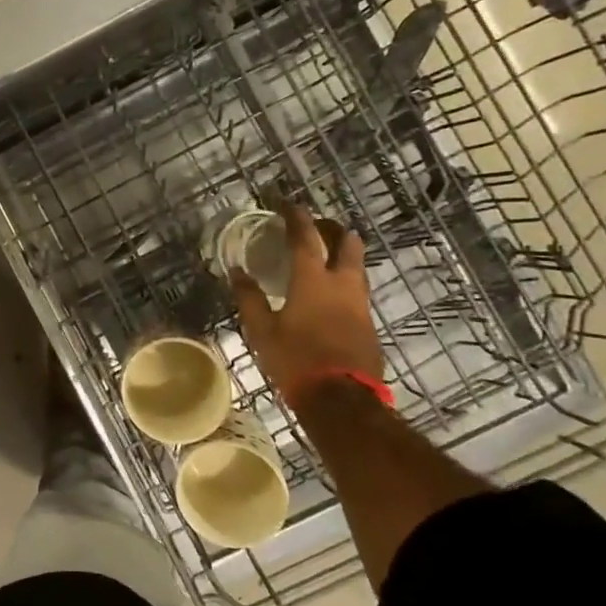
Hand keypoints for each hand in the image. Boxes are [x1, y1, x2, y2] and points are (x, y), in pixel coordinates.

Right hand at [233, 206, 383, 411]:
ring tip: (323, 256)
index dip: (295, 217)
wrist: (342, 401)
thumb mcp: (261, 331)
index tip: (286, 204)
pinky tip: (329, 293)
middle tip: (313, 226)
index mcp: (313, 280)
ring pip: (357, 266)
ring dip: (342, 253)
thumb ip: (249, 298)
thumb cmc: (296, 361)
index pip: (305, 237)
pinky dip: (344, 280)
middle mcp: (342, 284)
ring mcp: (361, 304)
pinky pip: (357, 290)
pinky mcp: (368, 324)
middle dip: (331, 228)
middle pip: (347, 242)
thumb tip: (237, 272)